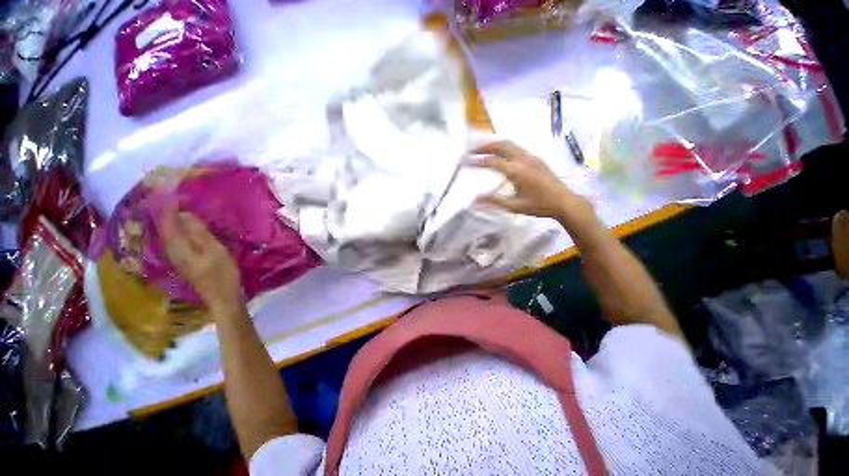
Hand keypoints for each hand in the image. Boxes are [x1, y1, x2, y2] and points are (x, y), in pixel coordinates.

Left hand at [158, 204, 243, 316]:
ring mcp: (177, 256)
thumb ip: (198, 232)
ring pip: (168, 232)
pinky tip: (186, 224)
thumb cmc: (221, 274)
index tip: (174, 189)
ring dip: (171, 218)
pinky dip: (177, 227)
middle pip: (164, 226)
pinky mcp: (184, 259)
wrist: (221, 297)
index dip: (168, 205)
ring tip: (179, 205)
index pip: (167, 221)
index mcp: (178, 246)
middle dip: (167, 209)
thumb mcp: (214, 251)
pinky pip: (175, 238)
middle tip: (175, 194)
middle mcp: (172, 250)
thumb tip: (184, 213)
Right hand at [472, 141, 592, 221]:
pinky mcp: (536, 158)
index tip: (466, 160)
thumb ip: (495, 201)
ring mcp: (531, 157)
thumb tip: (475, 199)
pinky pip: (517, 147)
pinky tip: (499, 153)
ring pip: (510, 144)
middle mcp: (524, 159)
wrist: (564, 201)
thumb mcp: (515, 206)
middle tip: (471, 149)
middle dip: (485, 146)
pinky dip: (504, 147)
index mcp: (518, 171)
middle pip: (501, 145)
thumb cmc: (539, 206)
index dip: (478, 160)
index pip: (493, 161)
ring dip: (494, 144)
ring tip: (482, 148)